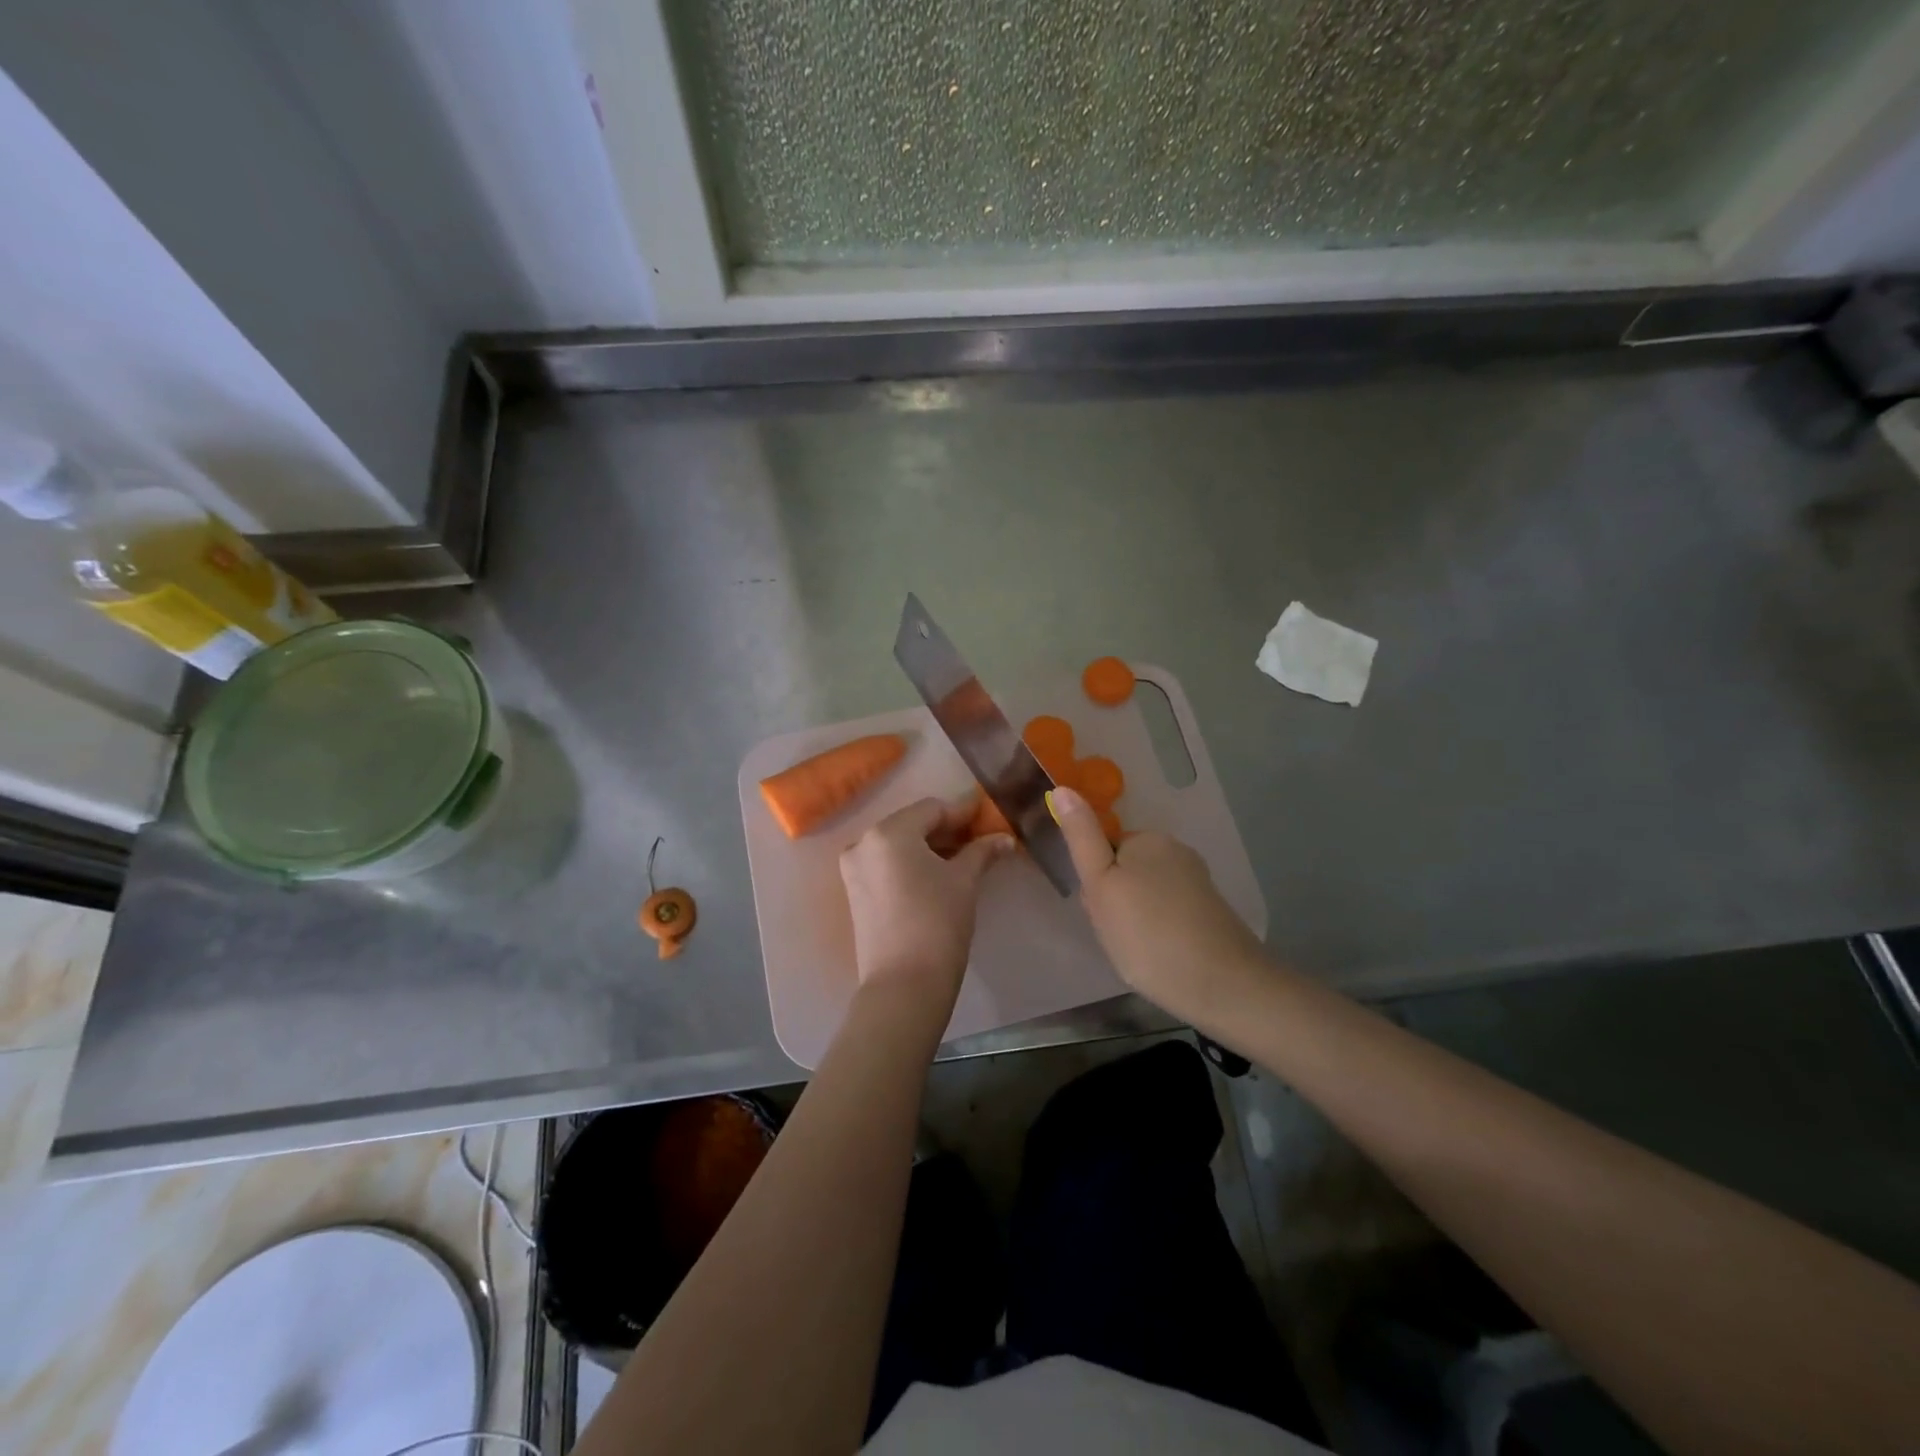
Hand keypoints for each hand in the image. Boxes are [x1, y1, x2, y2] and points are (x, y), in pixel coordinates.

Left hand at [839, 795, 1013, 1012]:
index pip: (932, 809)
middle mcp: (864, 843)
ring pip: (898, 846)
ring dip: (929, 848)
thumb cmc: (938, 922)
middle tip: (979, 841)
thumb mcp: (964, 881)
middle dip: (946, 831)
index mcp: (889, 832)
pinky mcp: (854, 893)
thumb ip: (982, 852)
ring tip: (962, 860)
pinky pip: (886, 865)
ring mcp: (854, 869)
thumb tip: (1005, 839)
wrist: (904, 985)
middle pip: (912, 824)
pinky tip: (937, 877)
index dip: (963, 812)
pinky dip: (911, 865)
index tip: (988, 817)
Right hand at [1049, 786, 1268, 1018]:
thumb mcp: (1101, 885)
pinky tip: (1161, 957)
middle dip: (1113, 901)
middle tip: (1116, 934)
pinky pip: (1169, 913)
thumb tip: (1062, 788)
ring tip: (1138, 952)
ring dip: (1134, 919)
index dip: (1094, 883)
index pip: (1102, 850)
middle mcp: (1176, 851)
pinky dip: (1159, 931)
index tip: (1100, 912)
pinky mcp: (1211, 911)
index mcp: (1147, 839)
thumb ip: (1081, 838)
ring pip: (1145, 894)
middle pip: (1124, 871)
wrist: (1223, 984)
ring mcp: (1197, 881)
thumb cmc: (1148, 933)